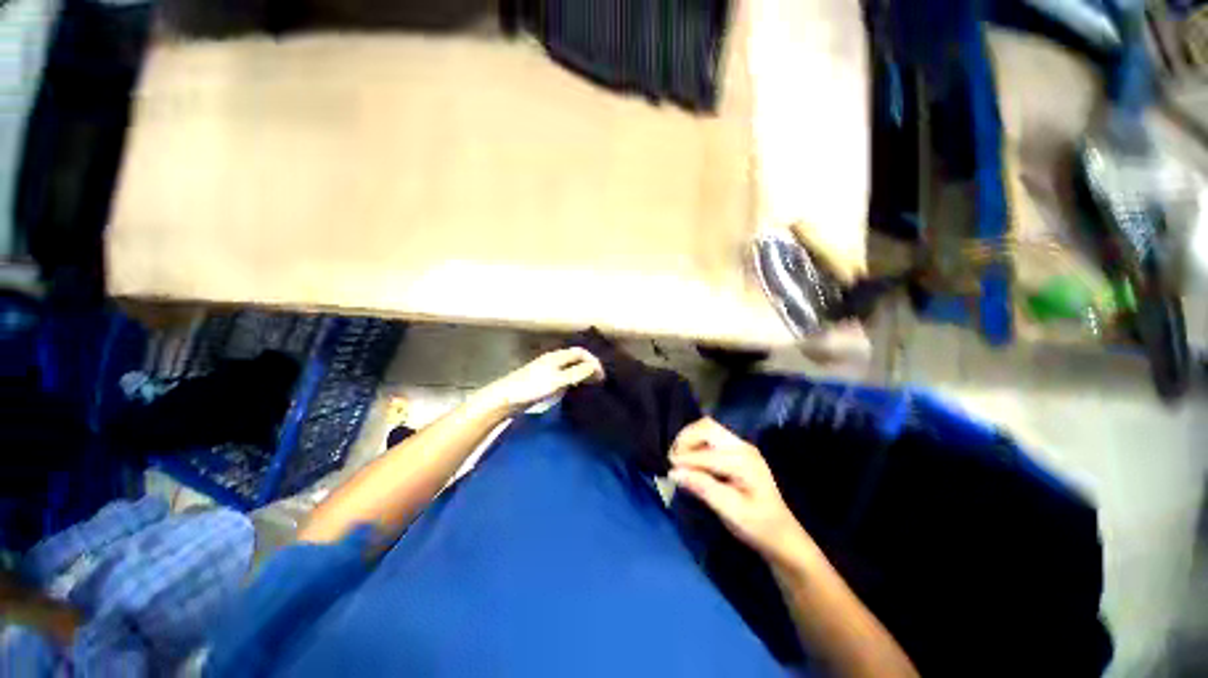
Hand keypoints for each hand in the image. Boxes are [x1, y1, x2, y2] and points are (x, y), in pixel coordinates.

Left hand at [476, 348, 604, 414]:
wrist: (506, 398)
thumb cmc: (532, 388)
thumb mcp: (558, 380)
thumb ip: (577, 373)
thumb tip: (595, 367)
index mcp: (556, 357)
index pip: (580, 352)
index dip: (593, 361)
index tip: (602, 375)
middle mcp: (552, 359)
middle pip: (575, 358)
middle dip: (588, 365)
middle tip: (599, 379)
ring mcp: (546, 369)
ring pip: (569, 366)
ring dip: (581, 372)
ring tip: (589, 383)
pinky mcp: (541, 379)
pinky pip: (562, 374)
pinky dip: (572, 378)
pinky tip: (572, 388)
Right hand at [669, 418, 809, 565]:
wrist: (782, 535)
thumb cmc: (758, 527)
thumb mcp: (731, 512)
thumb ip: (703, 488)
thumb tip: (674, 473)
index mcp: (744, 461)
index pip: (706, 454)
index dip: (684, 460)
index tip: (668, 472)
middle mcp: (742, 446)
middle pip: (707, 427)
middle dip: (685, 439)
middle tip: (672, 459)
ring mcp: (740, 446)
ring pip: (707, 428)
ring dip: (689, 439)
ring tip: (678, 458)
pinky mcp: (737, 450)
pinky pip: (711, 436)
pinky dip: (696, 442)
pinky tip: (690, 459)